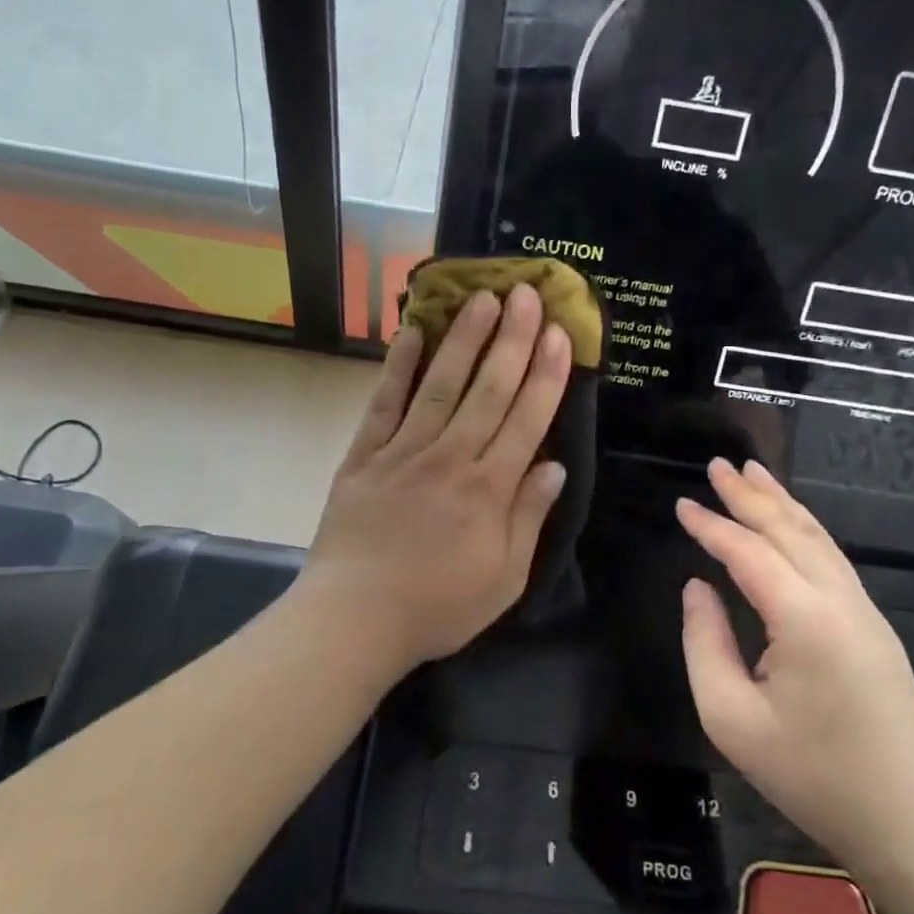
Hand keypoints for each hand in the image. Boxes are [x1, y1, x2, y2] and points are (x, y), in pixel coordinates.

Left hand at [300, 283, 572, 674]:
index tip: (560, 333)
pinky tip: (411, 331)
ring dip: (464, 339)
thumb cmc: (437, 607)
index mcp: (489, 490)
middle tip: (527, 293)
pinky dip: (398, 367)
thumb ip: (529, 518)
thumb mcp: (504, 578)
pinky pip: (384, 403)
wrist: (354, 620)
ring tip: (482, 297)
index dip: (547, 373)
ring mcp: (404, 452)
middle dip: (513, 339)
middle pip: (489, 390)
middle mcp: (451, 458)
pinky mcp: (364, 456)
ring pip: (441, 385)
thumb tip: (554, 465)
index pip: (527, 419)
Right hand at [676, 460, 913, 871]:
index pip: (749, 554)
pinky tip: (789, 523)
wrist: (908, 820)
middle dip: (751, 494)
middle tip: (718, 464)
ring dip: (782, 503)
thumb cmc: (810, 775)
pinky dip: (803, 529)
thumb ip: (704, 643)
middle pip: (790, 531)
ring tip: (753, 473)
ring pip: (818, 539)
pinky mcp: (873, 626)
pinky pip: (831, 560)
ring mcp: (865, 611)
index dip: (711, 526)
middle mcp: (840, 602)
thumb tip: (697, 588)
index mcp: (805, 621)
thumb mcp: (731, 718)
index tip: (680, 505)